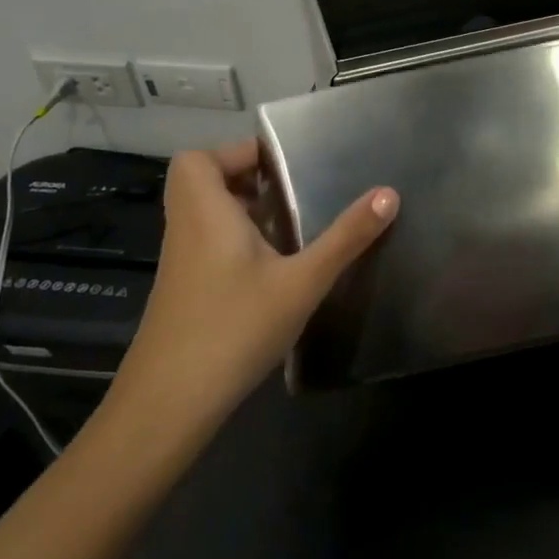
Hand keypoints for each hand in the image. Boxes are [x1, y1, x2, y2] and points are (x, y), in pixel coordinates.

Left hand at [108, 140, 396, 432]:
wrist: (169, 404)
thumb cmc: (234, 328)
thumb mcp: (302, 281)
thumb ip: (346, 237)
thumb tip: (389, 193)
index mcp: (205, 212)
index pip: (198, 159)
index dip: (236, 153)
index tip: (283, 166)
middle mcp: (186, 229)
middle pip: (204, 183)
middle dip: (248, 180)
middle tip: (294, 191)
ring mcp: (182, 262)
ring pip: (207, 216)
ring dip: (245, 211)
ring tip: (294, 223)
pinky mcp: (185, 291)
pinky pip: (209, 244)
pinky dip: (238, 241)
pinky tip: (275, 267)